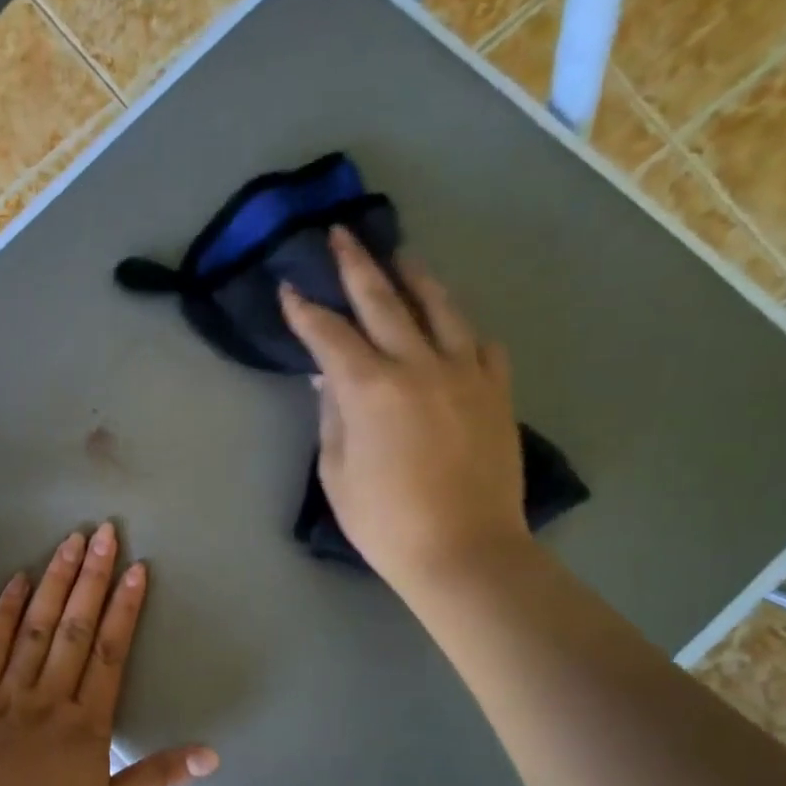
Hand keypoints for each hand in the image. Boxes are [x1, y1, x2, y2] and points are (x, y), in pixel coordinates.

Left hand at [0, 523, 217, 785]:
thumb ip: (157, 778)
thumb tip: (211, 755)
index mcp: (85, 725)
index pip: (110, 655)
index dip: (126, 610)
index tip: (136, 570)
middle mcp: (49, 697)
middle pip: (75, 629)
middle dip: (93, 579)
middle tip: (106, 533)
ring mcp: (5, 692)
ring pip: (36, 628)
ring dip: (55, 583)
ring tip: (70, 543)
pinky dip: (4, 611)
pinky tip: (16, 579)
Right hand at [279, 226, 529, 592]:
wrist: (463, 549)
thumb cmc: (383, 520)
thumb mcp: (337, 471)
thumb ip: (332, 416)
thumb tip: (327, 379)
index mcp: (370, 388)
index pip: (330, 335)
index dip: (305, 310)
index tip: (289, 288)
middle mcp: (419, 364)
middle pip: (384, 301)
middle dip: (357, 266)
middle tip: (341, 236)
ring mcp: (465, 372)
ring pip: (440, 308)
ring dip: (415, 278)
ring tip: (400, 257)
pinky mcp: (496, 390)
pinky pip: (479, 342)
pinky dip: (459, 327)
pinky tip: (450, 325)